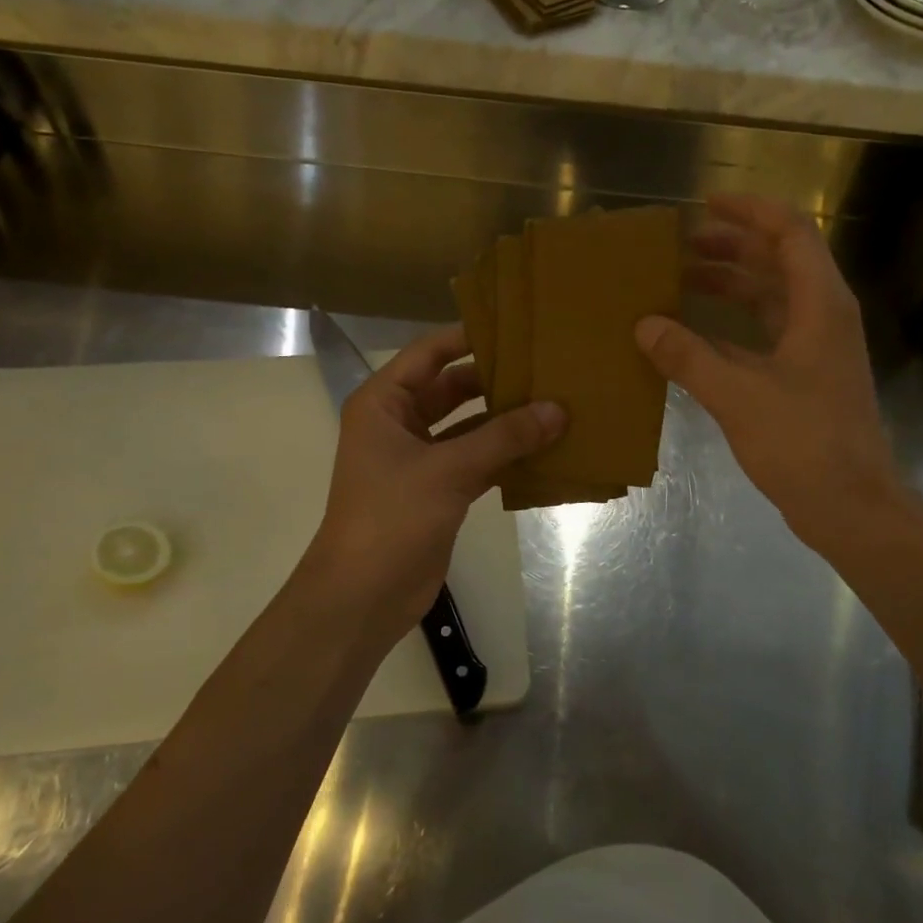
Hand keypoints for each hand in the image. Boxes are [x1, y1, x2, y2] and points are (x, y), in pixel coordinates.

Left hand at [303, 326, 564, 634]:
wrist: (363, 595)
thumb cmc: (392, 518)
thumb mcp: (448, 470)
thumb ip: (504, 437)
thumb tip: (559, 409)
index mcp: (384, 403)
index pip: (429, 353)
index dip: (469, 337)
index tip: (517, 327)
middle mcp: (399, 424)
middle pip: (452, 388)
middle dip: (495, 380)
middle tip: (547, 366)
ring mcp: (419, 459)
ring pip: (468, 427)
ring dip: (505, 420)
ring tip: (555, 403)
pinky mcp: (438, 490)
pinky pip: (477, 460)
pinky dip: (505, 455)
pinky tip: (545, 448)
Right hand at [635, 194, 903, 548]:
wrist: (850, 504)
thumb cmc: (803, 442)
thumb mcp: (738, 395)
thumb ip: (689, 356)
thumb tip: (644, 324)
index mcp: (819, 305)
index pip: (790, 232)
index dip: (750, 211)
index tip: (705, 204)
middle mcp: (821, 316)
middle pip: (778, 261)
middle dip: (730, 247)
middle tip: (680, 246)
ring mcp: (815, 348)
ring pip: (770, 299)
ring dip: (729, 286)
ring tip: (679, 282)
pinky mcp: (804, 377)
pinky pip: (763, 334)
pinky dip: (730, 327)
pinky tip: (693, 336)